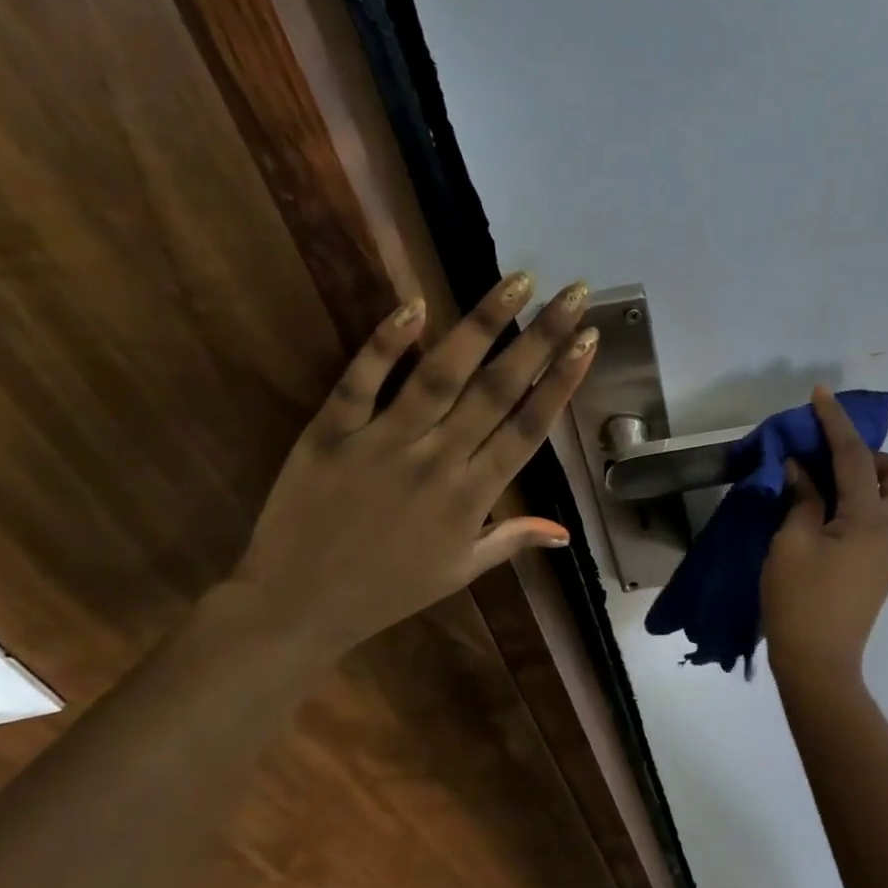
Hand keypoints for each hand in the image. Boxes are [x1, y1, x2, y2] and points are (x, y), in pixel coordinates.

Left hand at [225, 272, 596, 662]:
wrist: (298, 605)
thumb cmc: (390, 590)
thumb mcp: (462, 570)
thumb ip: (513, 539)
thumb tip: (566, 533)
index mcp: (473, 496)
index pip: (529, 427)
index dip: (563, 381)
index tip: (588, 341)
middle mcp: (438, 460)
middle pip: (499, 390)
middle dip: (542, 337)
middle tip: (573, 293)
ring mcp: (383, 442)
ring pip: (441, 374)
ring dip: (482, 324)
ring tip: (517, 282)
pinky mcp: (330, 432)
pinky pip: (360, 381)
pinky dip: (384, 343)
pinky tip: (414, 305)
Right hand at [761, 387, 887, 680]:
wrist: (818, 665)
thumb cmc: (799, 602)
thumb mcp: (790, 543)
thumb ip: (801, 498)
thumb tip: (801, 469)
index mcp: (870, 520)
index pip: (856, 457)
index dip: (835, 422)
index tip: (819, 395)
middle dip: (873, 456)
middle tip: (830, 467)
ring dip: (866, 479)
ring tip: (820, 490)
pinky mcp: (881, 566)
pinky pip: (880, 517)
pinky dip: (858, 503)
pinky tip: (823, 515)